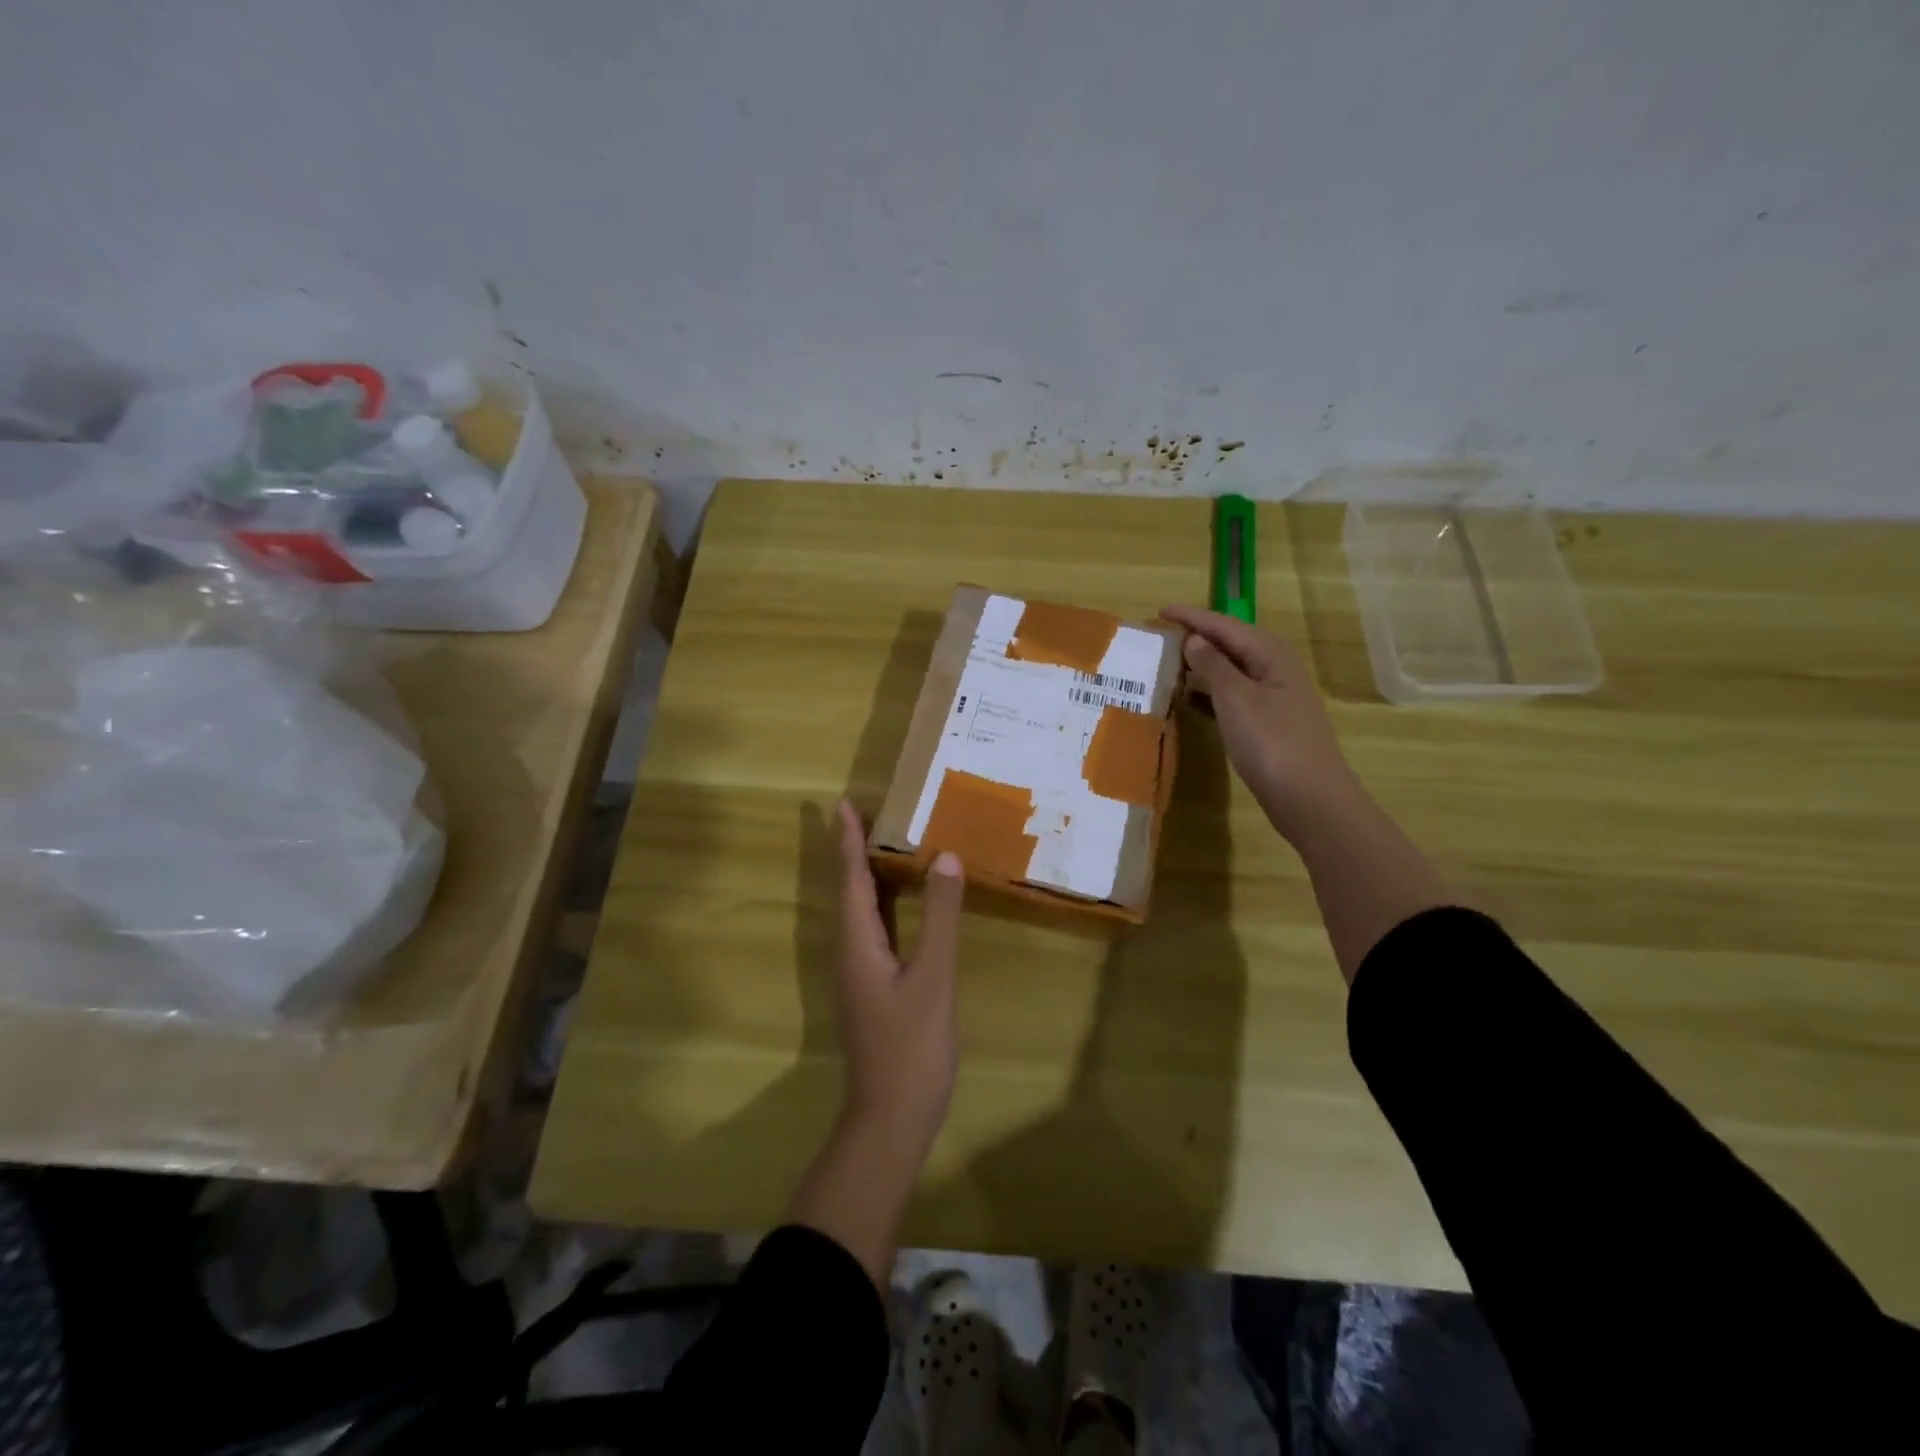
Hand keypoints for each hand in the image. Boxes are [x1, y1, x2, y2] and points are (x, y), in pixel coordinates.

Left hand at [832, 799, 965, 1155]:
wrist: (890, 1120)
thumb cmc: (910, 1048)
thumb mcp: (933, 978)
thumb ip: (939, 918)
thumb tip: (945, 857)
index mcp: (857, 944)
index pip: (851, 879)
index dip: (848, 840)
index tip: (843, 803)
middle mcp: (850, 952)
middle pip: (849, 890)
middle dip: (854, 850)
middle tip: (868, 813)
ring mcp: (859, 973)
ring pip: (860, 911)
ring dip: (867, 875)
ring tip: (884, 843)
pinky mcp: (872, 988)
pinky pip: (873, 930)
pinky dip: (883, 903)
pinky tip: (902, 902)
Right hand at [1160, 605, 1360, 842]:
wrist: (1310, 799)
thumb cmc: (1272, 743)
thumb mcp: (1237, 699)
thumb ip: (1213, 665)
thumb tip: (1194, 639)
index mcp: (1271, 655)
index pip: (1225, 625)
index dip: (1192, 617)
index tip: (1158, 610)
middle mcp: (1275, 670)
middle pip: (1231, 644)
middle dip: (1197, 636)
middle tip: (1160, 634)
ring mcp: (1273, 699)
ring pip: (1231, 671)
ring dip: (1201, 665)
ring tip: (1167, 662)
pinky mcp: (1267, 725)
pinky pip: (1231, 697)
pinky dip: (1208, 693)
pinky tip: (1188, 700)